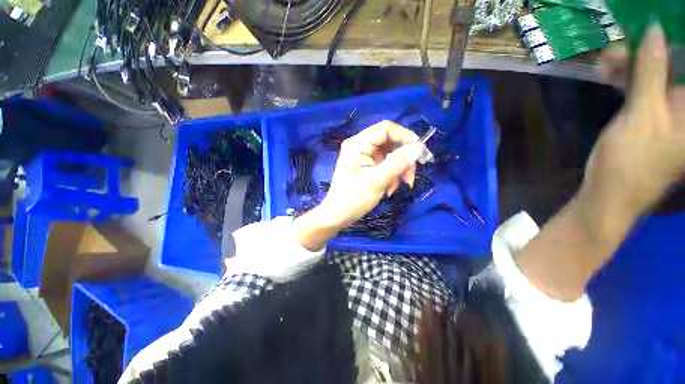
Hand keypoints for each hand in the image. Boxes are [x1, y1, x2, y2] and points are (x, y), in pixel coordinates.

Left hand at [320, 120, 421, 225]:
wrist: (338, 215)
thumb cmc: (354, 198)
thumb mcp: (378, 180)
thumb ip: (397, 162)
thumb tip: (417, 148)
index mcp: (357, 144)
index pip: (386, 129)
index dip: (405, 137)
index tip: (419, 152)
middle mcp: (359, 145)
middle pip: (389, 141)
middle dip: (403, 158)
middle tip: (410, 176)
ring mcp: (362, 155)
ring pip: (389, 154)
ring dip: (399, 169)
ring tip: (401, 185)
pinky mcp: (365, 165)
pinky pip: (384, 163)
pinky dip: (391, 174)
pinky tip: (390, 188)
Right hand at [578, 24, 684, 241]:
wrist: (609, 193)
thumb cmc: (631, 161)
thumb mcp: (642, 115)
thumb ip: (652, 73)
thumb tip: (656, 30)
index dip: (680, 39)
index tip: (665, 20)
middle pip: (677, 65)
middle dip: (652, 48)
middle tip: (627, 39)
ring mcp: (670, 110)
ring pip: (658, 72)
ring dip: (636, 61)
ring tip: (609, 59)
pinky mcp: (651, 115)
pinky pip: (645, 86)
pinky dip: (630, 76)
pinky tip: (612, 72)